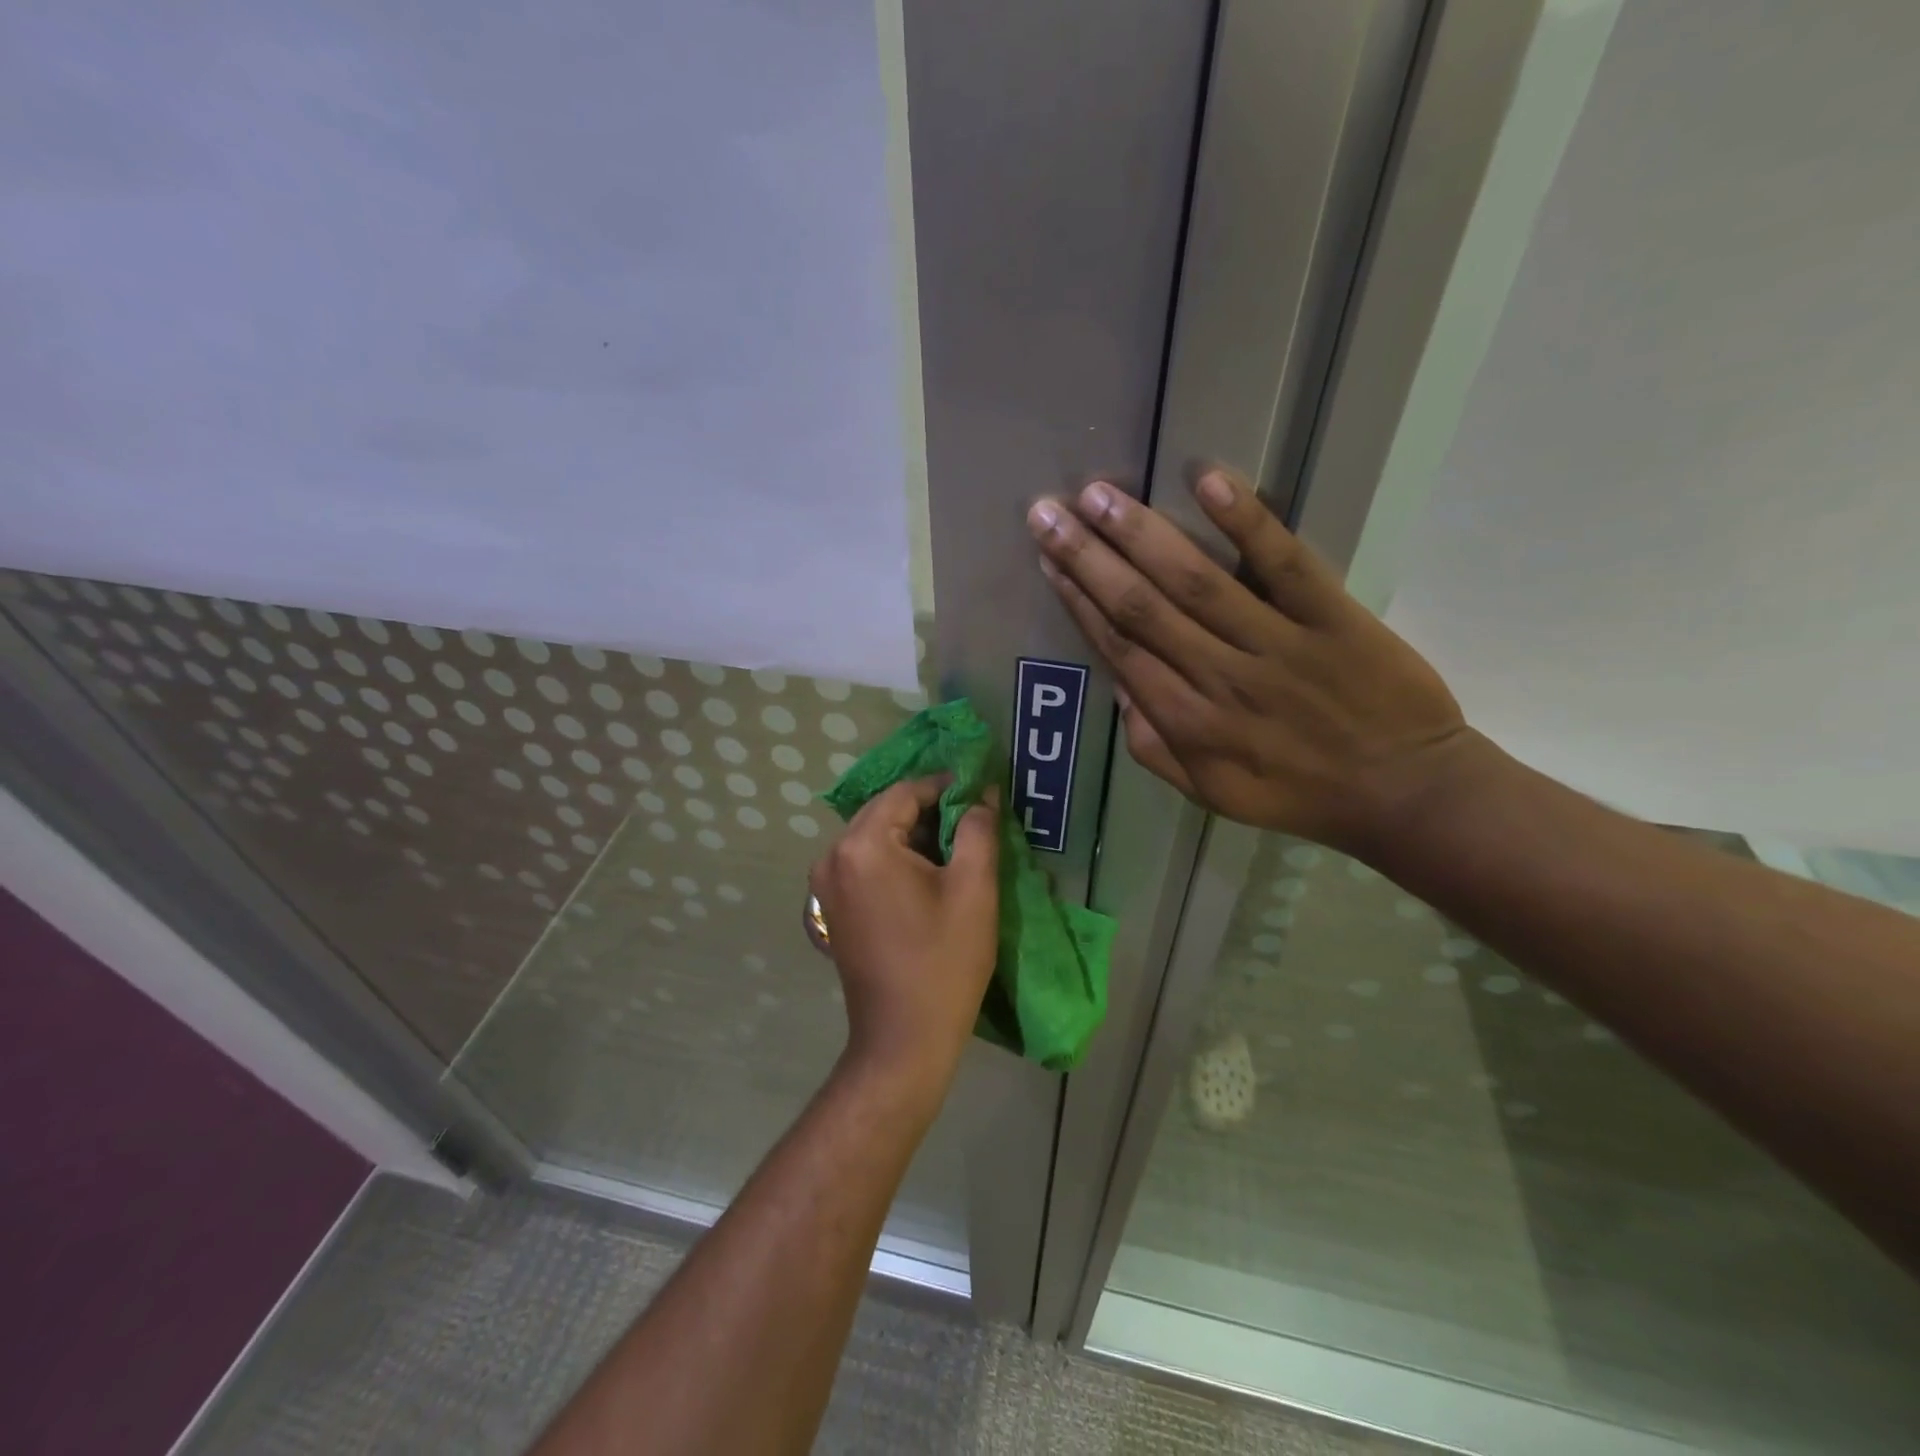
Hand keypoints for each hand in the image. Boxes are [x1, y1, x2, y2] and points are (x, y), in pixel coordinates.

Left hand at [808, 777, 999, 1101]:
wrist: (903, 1040)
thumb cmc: (944, 961)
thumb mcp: (974, 888)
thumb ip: (978, 829)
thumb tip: (981, 795)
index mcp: (863, 845)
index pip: (906, 792)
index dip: (946, 787)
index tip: (981, 794)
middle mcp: (833, 856)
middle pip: (885, 812)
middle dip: (930, 811)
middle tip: (973, 823)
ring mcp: (825, 884)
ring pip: (875, 837)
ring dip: (914, 836)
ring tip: (956, 851)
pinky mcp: (830, 907)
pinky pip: (865, 863)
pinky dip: (895, 859)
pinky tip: (928, 877)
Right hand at [1028, 467, 1484, 856]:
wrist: (1405, 792)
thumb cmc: (1298, 794)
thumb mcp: (1211, 794)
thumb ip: (1155, 748)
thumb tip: (1120, 688)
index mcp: (1188, 723)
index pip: (1119, 648)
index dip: (1078, 601)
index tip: (1048, 560)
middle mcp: (1220, 678)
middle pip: (1142, 608)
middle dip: (1088, 557)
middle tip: (1047, 512)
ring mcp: (1277, 643)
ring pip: (1196, 581)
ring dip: (1142, 534)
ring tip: (1098, 494)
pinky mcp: (1331, 617)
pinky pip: (1284, 564)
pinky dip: (1246, 522)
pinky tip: (1207, 481)